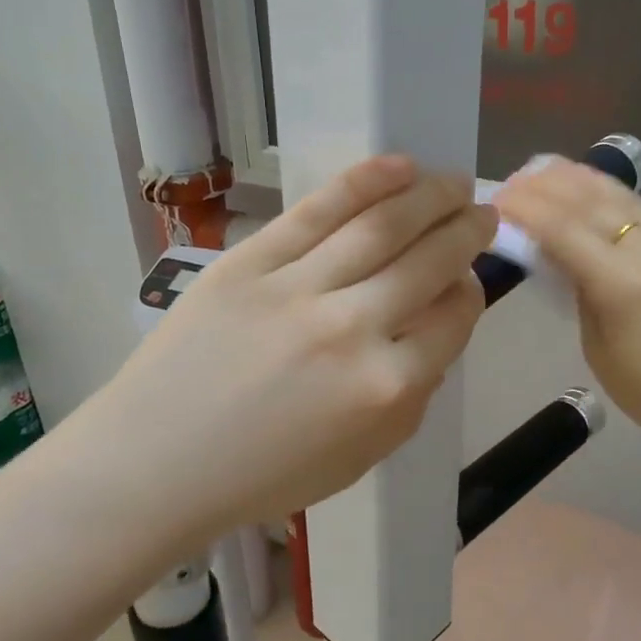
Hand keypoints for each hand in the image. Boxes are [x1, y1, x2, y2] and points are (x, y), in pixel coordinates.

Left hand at [90, 157, 491, 545]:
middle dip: (467, 231)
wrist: (157, 463)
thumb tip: (432, 330)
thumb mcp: (361, 457)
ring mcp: (298, 289)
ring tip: (453, 182)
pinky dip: (365, 182)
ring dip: (430, 196)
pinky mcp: (250, 262)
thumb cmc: (263, 474)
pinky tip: (400, 167)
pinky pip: (318, 211)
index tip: (467, 278)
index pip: (453, 317)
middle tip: (483, 213)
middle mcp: (352, 329)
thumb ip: (411, 396)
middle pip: (429, 262)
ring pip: (382, 226)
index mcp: (386, 388)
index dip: (470, 290)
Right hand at [494, 158, 640, 456]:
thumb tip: (555, 250)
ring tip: (543, 170)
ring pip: (620, 195)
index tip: (497, 200)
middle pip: (591, 200)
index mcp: (625, 284)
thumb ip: (576, 287)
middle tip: (513, 182)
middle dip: (546, 186)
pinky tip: (586, 191)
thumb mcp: (595, 344)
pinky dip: (607, 195)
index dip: (526, 209)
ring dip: (577, 179)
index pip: (564, 229)